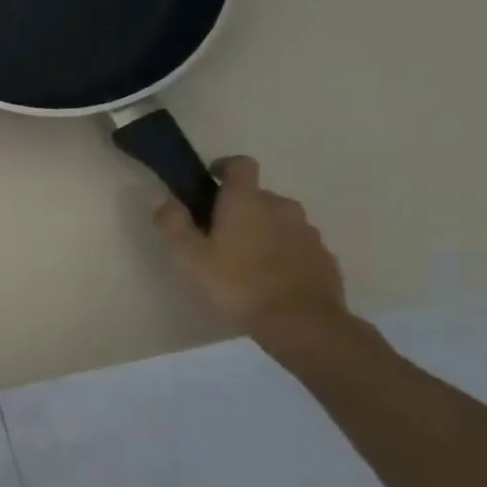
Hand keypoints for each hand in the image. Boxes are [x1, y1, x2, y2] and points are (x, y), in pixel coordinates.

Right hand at [153, 155, 349, 339]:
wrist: (300, 322)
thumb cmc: (236, 284)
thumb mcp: (189, 258)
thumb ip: (172, 225)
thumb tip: (163, 200)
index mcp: (247, 201)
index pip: (240, 165)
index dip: (224, 167)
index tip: (210, 180)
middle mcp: (281, 207)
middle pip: (257, 196)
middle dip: (238, 208)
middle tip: (218, 234)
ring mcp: (307, 231)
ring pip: (278, 220)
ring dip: (261, 230)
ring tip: (243, 260)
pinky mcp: (323, 255)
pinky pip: (296, 244)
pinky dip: (281, 251)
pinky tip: (268, 277)